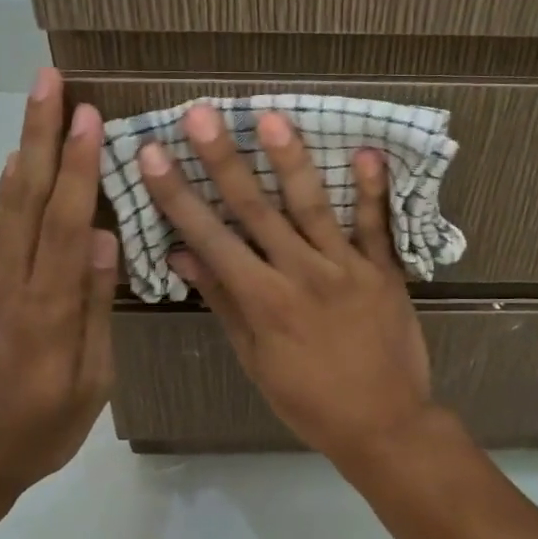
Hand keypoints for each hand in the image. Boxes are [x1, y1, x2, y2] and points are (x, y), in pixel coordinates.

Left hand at [0, 67, 116, 498]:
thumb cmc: (37, 432)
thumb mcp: (88, 385)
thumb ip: (93, 309)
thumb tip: (101, 238)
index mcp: (43, 310)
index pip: (62, 222)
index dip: (77, 166)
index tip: (86, 115)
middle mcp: (5, 283)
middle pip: (26, 195)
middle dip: (39, 133)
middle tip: (46, 79)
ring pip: (6, 205)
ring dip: (25, 149)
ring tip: (35, 104)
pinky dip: (11, 188)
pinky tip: (21, 165)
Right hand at [138, 105, 432, 461]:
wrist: (384, 424)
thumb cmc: (310, 400)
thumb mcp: (256, 360)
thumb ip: (224, 302)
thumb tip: (182, 254)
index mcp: (264, 301)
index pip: (211, 238)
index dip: (178, 195)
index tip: (153, 154)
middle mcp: (301, 274)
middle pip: (256, 210)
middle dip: (224, 160)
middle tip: (201, 114)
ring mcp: (347, 269)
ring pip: (313, 207)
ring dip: (290, 161)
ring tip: (270, 118)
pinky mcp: (385, 271)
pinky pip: (377, 226)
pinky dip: (373, 190)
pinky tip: (367, 151)